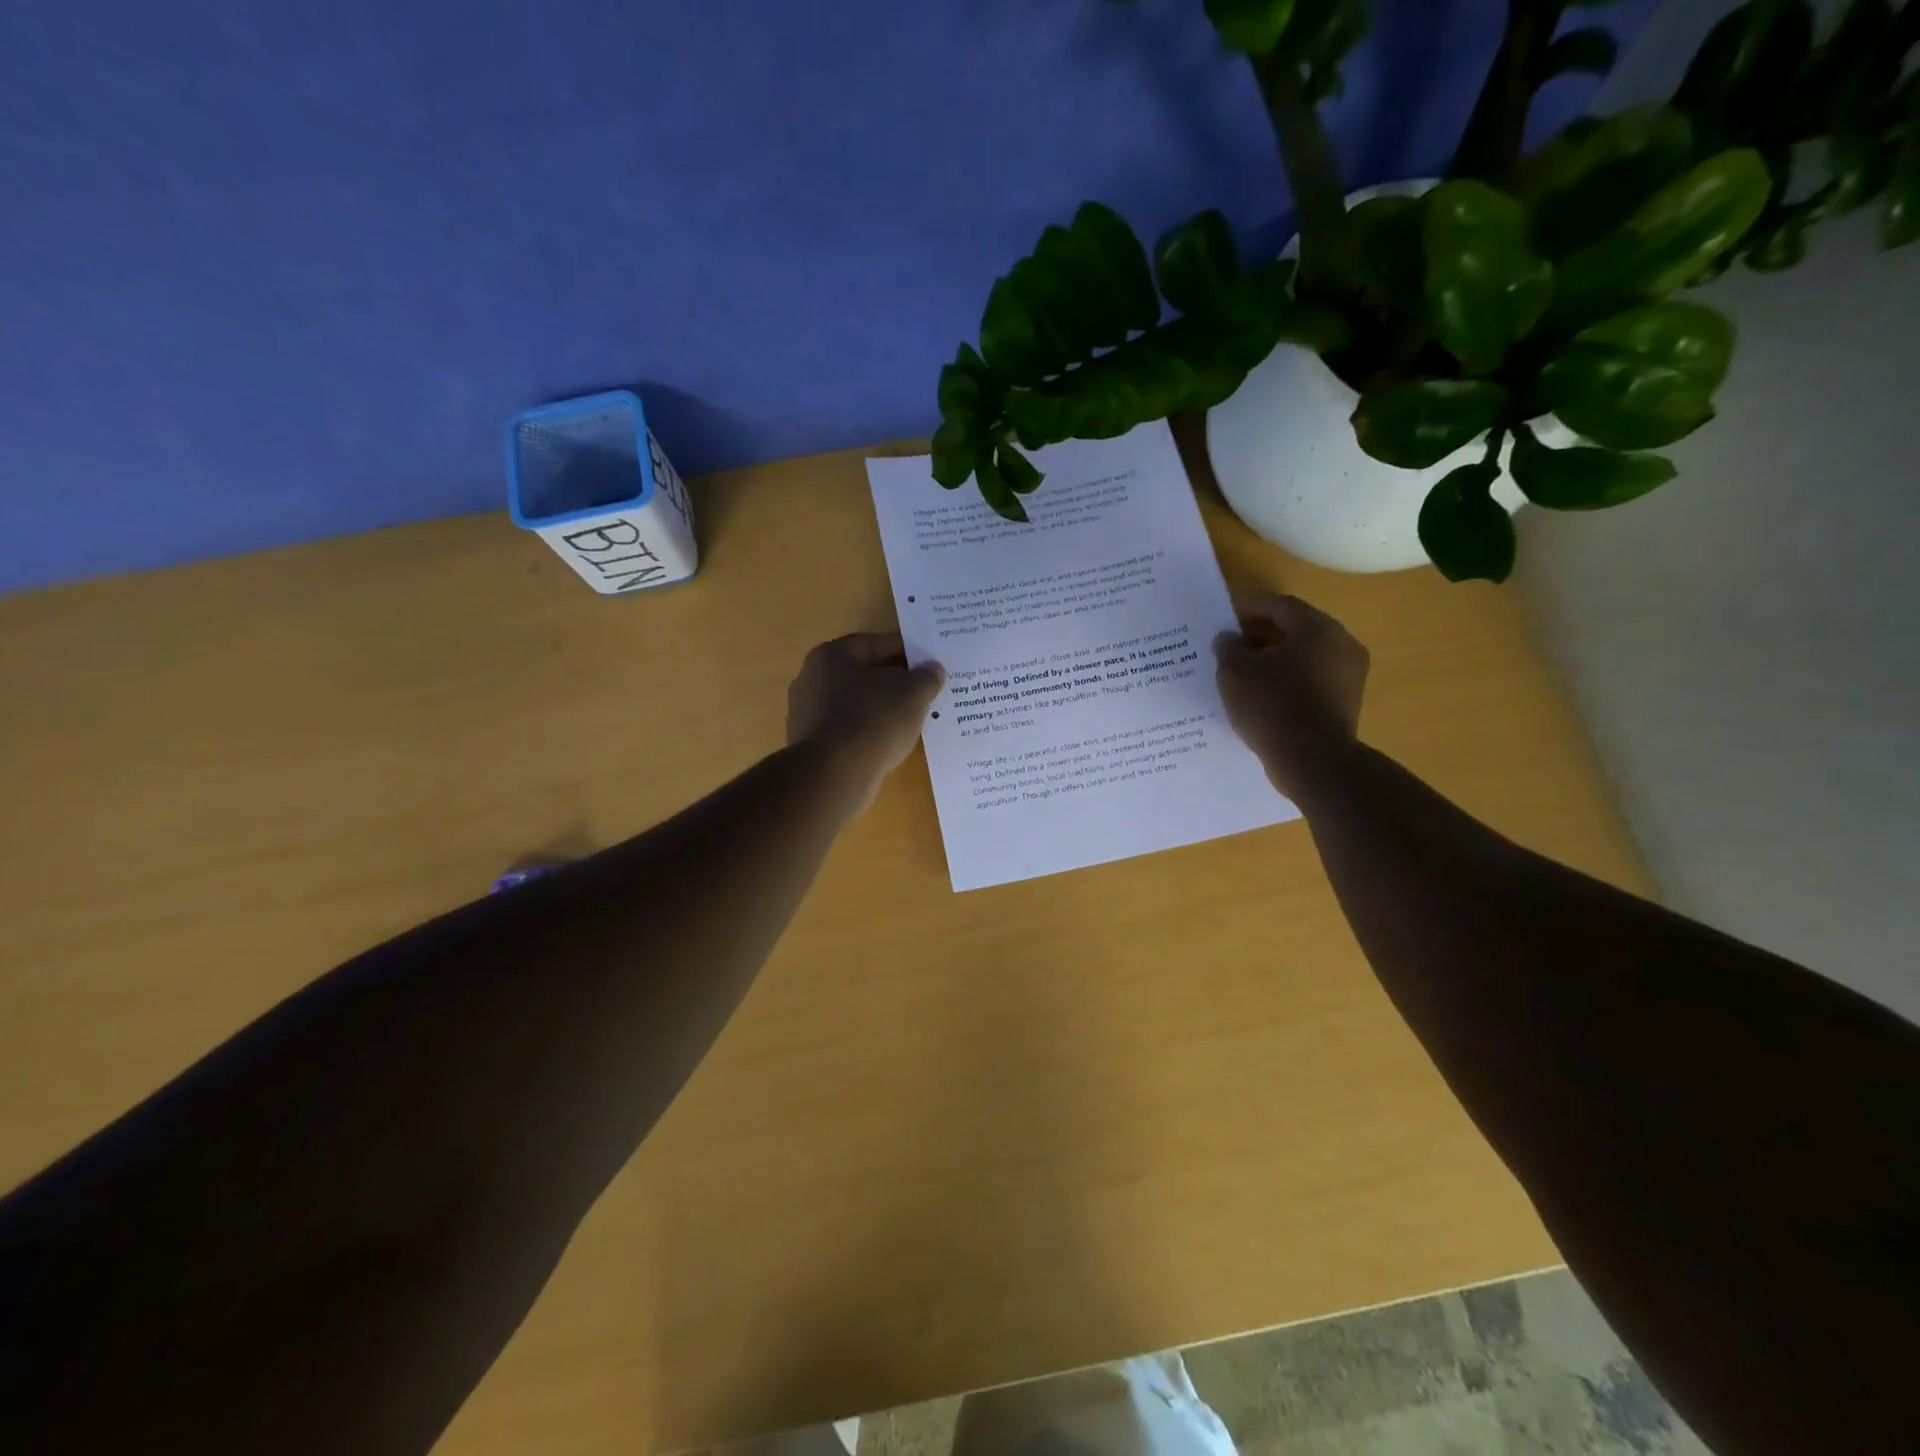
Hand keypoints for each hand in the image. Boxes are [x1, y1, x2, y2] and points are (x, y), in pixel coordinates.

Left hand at [787, 632, 944, 808]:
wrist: (834, 774)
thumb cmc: (873, 720)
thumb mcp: (913, 693)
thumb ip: (927, 677)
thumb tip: (933, 669)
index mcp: (831, 655)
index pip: (875, 644)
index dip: (907, 650)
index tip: (929, 662)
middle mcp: (811, 679)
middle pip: (863, 674)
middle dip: (893, 681)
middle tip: (923, 691)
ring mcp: (806, 714)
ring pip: (855, 704)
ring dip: (881, 709)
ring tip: (911, 720)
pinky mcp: (810, 746)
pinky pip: (847, 730)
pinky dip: (867, 732)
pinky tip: (888, 743)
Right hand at [1214, 594, 1369, 801]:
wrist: (1312, 760)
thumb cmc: (1272, 705)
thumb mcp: (1235, 672)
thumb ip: (1228, 648)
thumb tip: (1229, 639)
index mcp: (1317, 628)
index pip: (1280, 605)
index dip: (1249, 607)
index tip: (1224, 615)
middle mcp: (1341, 645)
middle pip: (1296, 629)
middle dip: (1261, 633)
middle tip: (1231, 643)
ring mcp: (1348, 676)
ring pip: (1304, 657)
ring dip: (1274, 659)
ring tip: (1243, 671)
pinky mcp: (1344, 703)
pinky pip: (1310, 681)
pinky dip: (1286, 681)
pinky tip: (1262, 695)